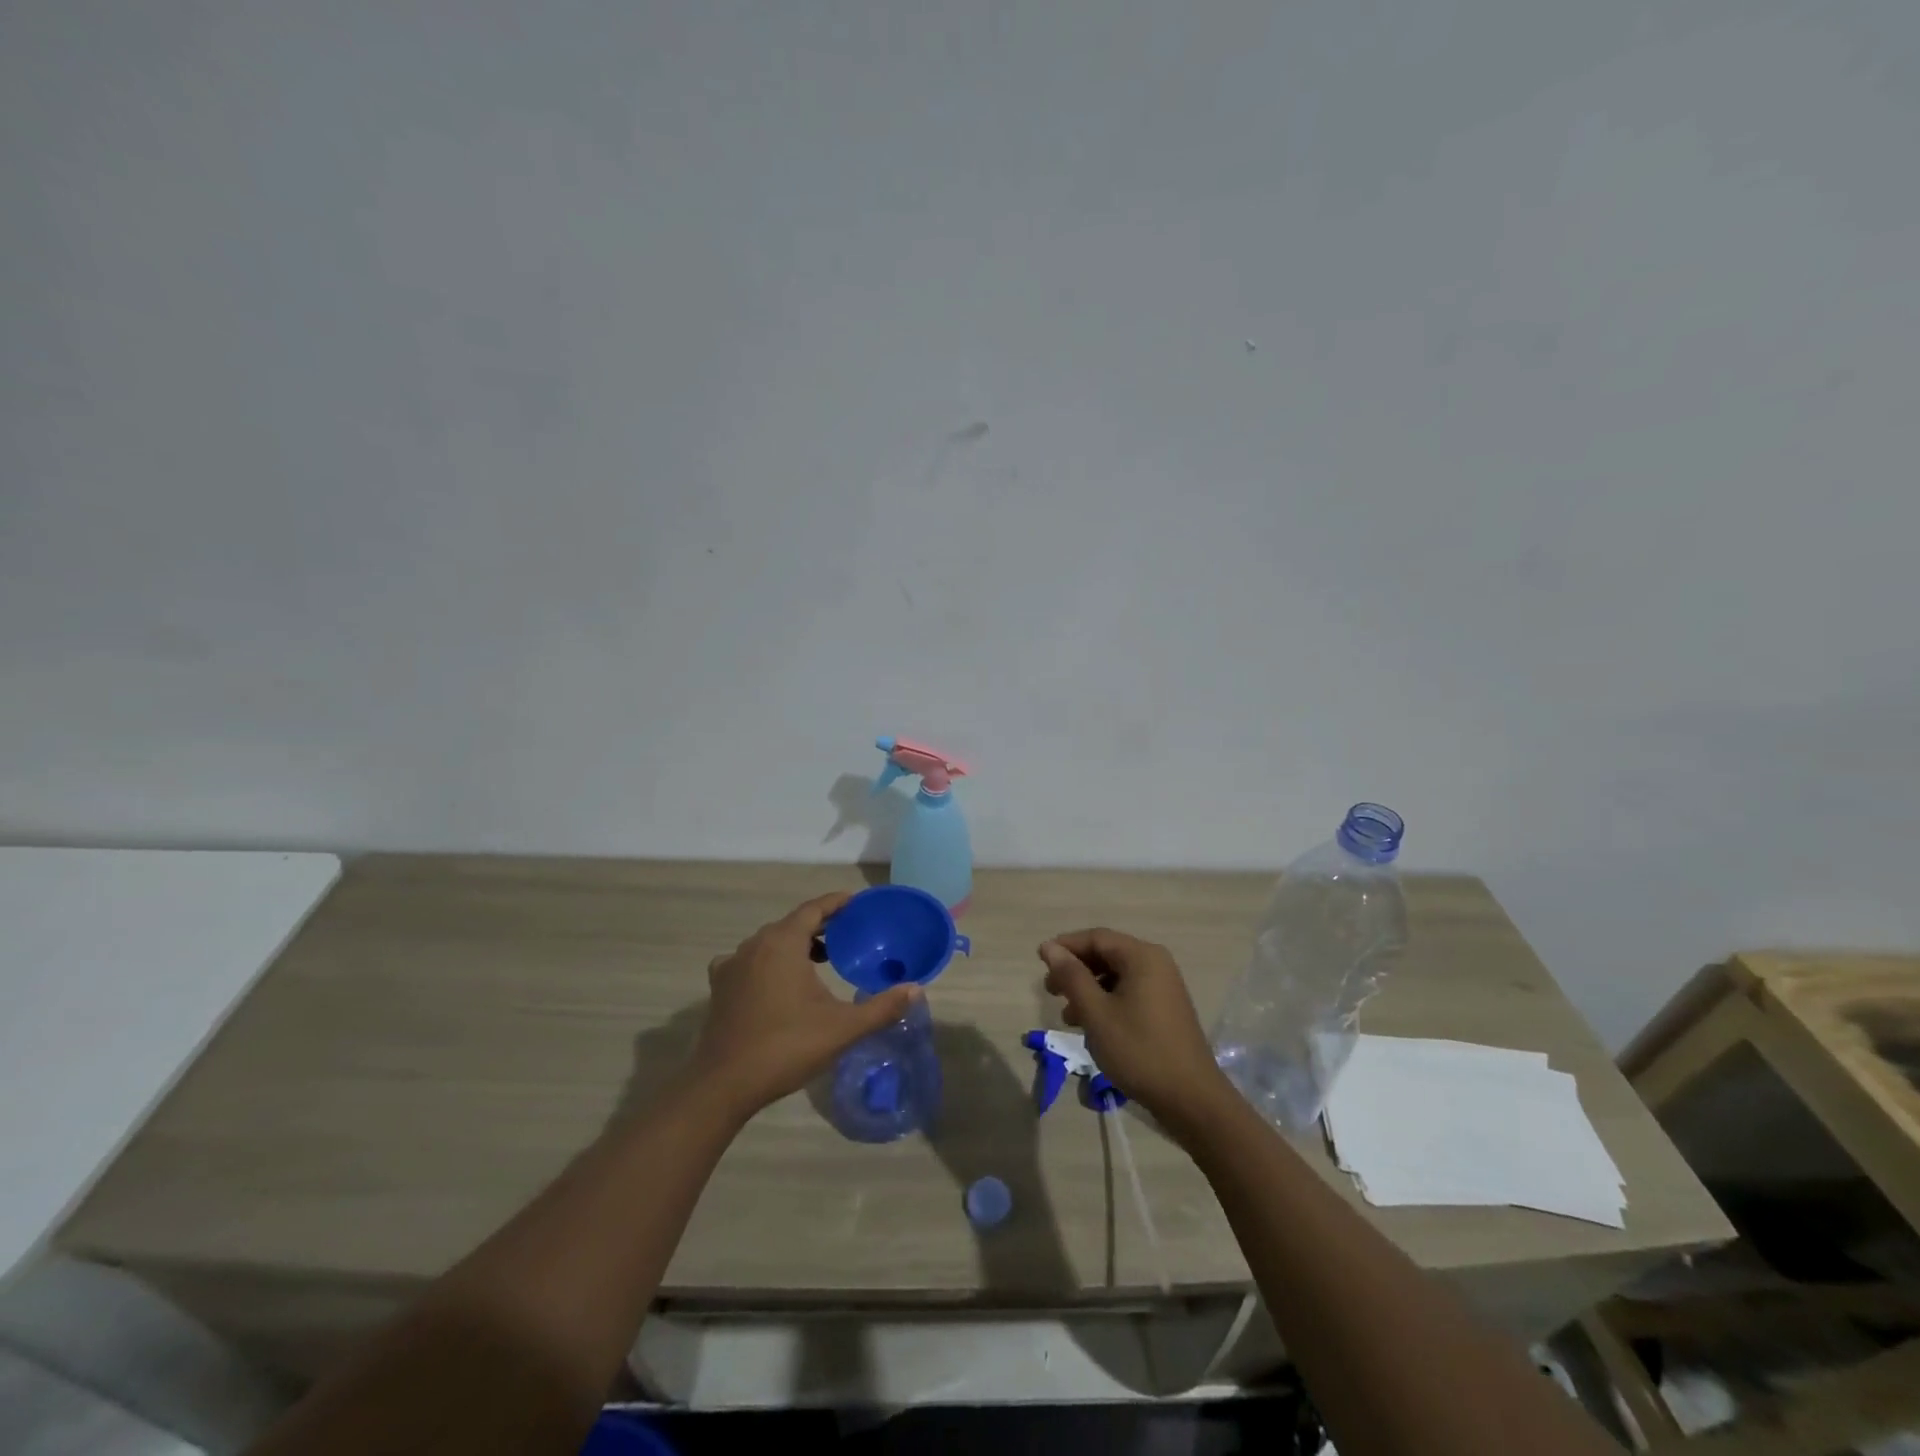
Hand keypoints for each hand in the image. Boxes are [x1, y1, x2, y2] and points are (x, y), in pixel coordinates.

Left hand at [693, 892, 919, 1121]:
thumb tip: (915, 989)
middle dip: (819, 925)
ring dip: (794, 943)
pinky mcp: (720, 986)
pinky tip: (777, 980)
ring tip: (819, 959)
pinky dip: (768, 961)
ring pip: (769, 941)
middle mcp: (755, 945)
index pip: (813, 909)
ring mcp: (733, 965)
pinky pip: (749, 960)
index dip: (836, 903)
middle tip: (846, 935)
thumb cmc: (786, 1047)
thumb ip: (881, 1007)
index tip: (856, 903)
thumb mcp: (842, 1028)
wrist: (725, 1084)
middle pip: (792, 923)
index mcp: (783, 943)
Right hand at [1038, 928, 1234, 1136]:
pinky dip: (1106, 1002)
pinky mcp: (1166, 1009)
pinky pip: (1129, 993)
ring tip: (1067, 1016)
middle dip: (1075, 970)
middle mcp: (1156, 964)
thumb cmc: (1139, 1050)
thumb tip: (1050, 947)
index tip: (1040, 961)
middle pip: (1107, 954)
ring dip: (1088, 990)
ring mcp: (1164, 987)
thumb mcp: (1096, 1013)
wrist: (1191, 1099)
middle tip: (1050, 991)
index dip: (1065, 946)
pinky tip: (1092, 1027)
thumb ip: (1072, 976)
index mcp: (1142, 957)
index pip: (1096, 938)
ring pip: (1116, 976)